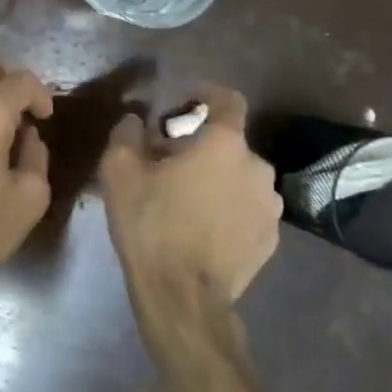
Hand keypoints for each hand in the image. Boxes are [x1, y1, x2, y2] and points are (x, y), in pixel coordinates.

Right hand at [99, 85, 281, 315]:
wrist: (183, 296)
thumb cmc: (151, 224)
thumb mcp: (120, 171)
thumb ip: (127, 133)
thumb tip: (135, 121)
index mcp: (225, 144)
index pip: (228, 100)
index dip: (206, 95)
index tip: (184, 104)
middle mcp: (258, 167)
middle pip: (230, 143)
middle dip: (203, 146)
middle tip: (171, 164)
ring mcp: (271, 206)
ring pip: (241, 177)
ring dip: (218, 179)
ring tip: (188, 200)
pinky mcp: (271, 238)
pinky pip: (248, 209)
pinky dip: (229, 209)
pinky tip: (203, 228)